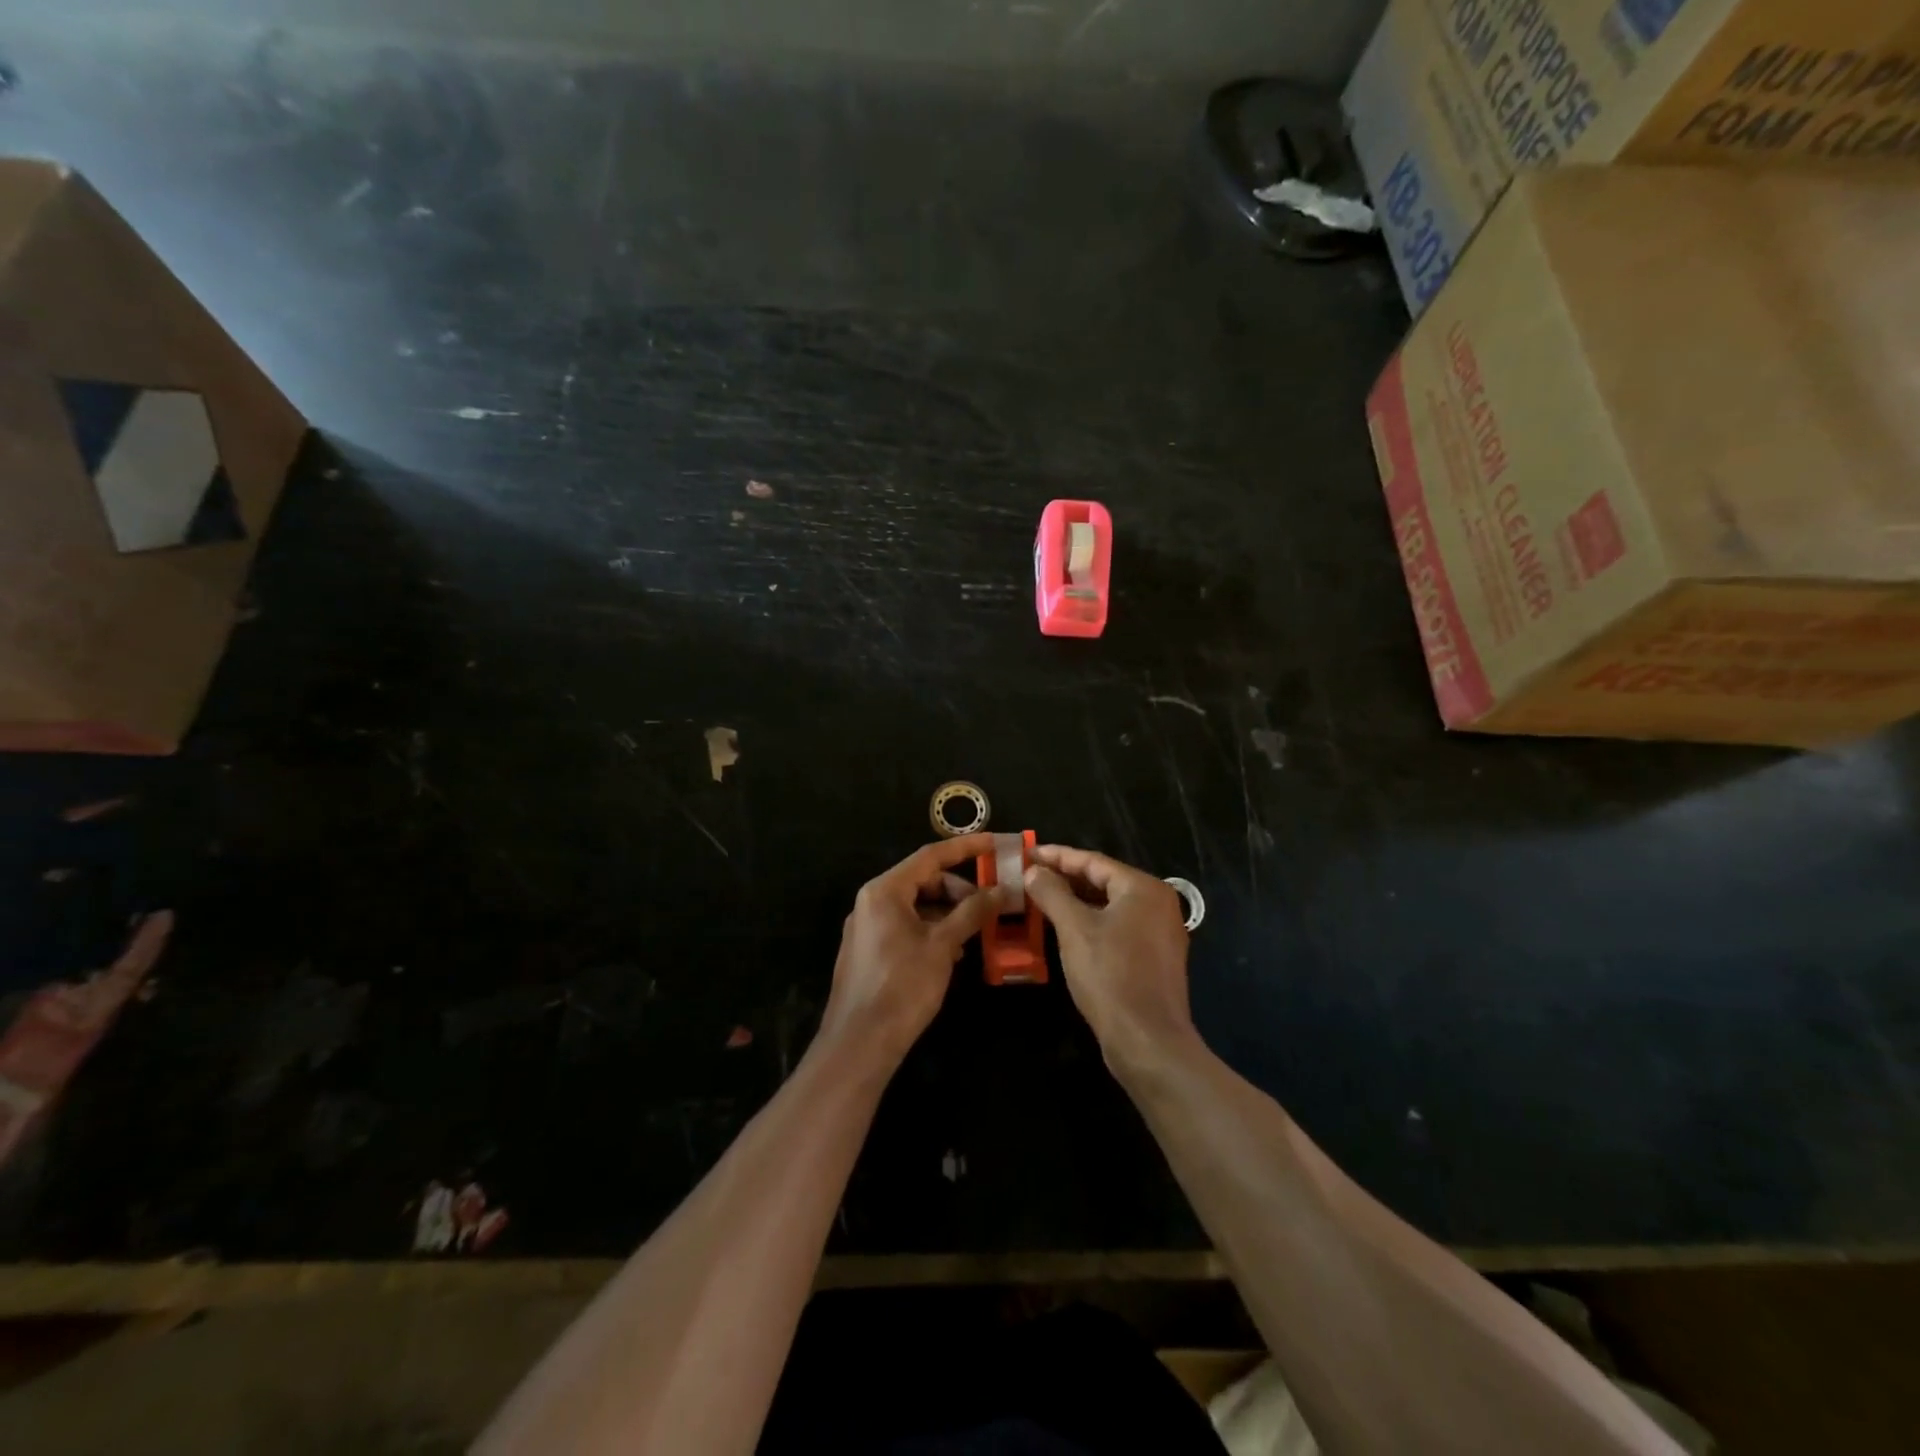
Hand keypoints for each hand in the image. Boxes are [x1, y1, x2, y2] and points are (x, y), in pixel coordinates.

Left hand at [820, 834, 1002, 1063]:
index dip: (965, 848)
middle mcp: (871, 901)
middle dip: (959, 889)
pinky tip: (953, 950)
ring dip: (948, 912)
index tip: (994, 843)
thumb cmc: (902, 986)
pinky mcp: (868, 950)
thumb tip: (1001, 890)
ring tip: (976, 932)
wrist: (859, 1043)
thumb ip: (972, 912)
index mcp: (885, 891)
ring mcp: (867, 926)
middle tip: (990, 904)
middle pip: (923, 880)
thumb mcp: (942, 946)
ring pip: (916, 905)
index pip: (930, 856)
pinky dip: (932, 929)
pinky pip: (905, 926)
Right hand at [1022, 844, 1195, 1071]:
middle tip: (1030, 874)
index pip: (1093, 861)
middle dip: (1065, 877)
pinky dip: (1091, 922)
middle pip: (1104, 880)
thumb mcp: (1074, 928)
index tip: (1026, 853)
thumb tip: (1034, 870)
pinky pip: (1117, 926)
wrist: (1148, 1041)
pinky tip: (1065, 929)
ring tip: (1040, 898)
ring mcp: (1159, 932)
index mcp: (1143, 888)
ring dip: (1075, 900)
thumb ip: (1052, 893)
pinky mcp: (1154, 958)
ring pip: (1110, 905)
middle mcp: (1157, 903)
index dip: (1056, 856)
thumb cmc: (1110, 975)